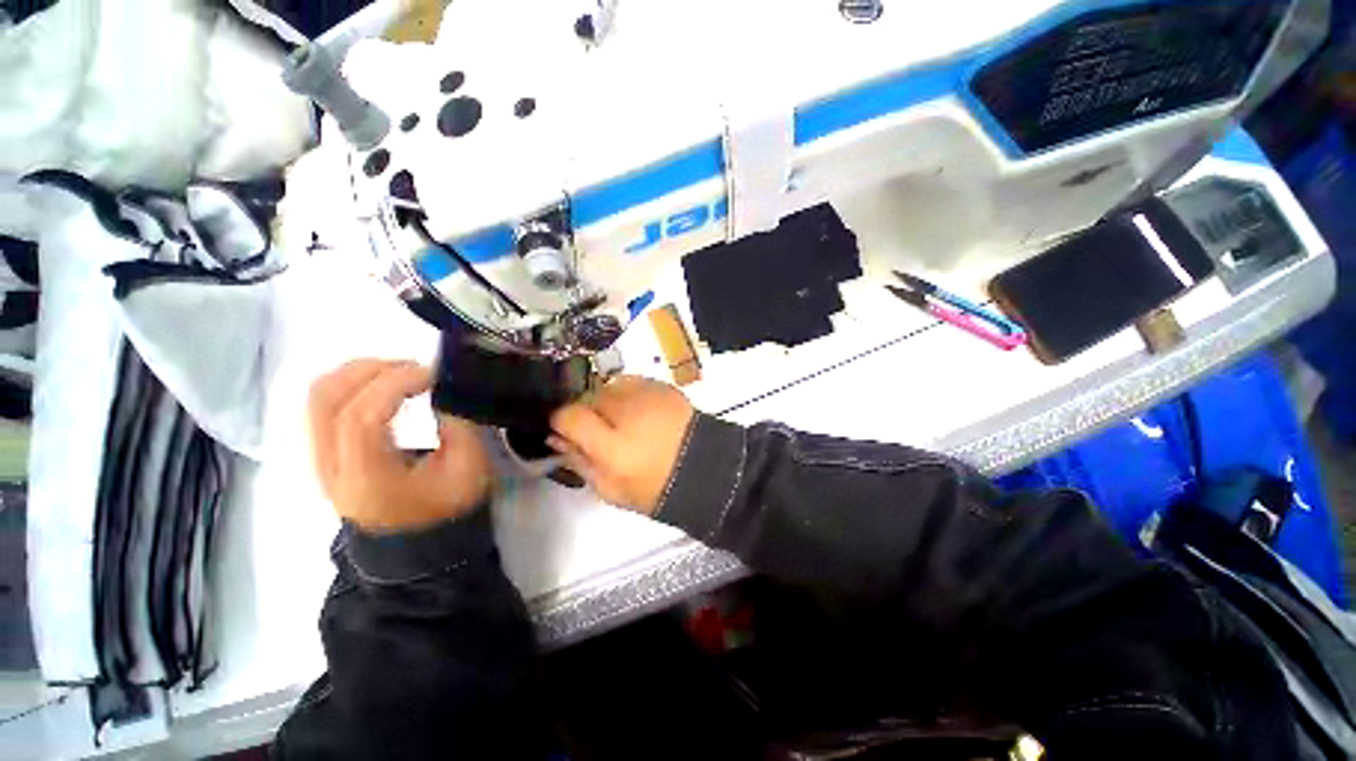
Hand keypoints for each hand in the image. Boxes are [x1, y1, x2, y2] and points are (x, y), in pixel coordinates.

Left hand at [309, 359, 491, 531]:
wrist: (417, 540)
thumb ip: (458, 424)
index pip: (361, 418)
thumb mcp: (468, 466)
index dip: (396, 385)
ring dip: (359, 371)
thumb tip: (443, 388)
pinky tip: (384, 384)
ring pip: (318, 396)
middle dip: (373, 369)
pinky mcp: (323, 452)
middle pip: (326, 399)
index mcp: (368, 478)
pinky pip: (322, 404)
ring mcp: (319, 459)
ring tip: (401, 371)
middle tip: (416, 368)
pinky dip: (351, 382)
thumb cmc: (448, 505)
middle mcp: (330, 467)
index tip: (434, 374)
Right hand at [548, 376, 695, 513]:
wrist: (703, 467)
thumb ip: (578, 461)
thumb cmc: (654, 487)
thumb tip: (555, 438)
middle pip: (586, 397)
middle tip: (598, 431)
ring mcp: (646, 394)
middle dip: (584, 412)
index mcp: (613, 446)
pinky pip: (629, 382)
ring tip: (621, 420)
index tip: (564, 430)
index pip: (568, 415)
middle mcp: (627, 412)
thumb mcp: (610, 488)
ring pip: (606, 387)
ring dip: (606, 402)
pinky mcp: (661, 385)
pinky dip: (626, 394)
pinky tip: (638, 411)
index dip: (559, 421)